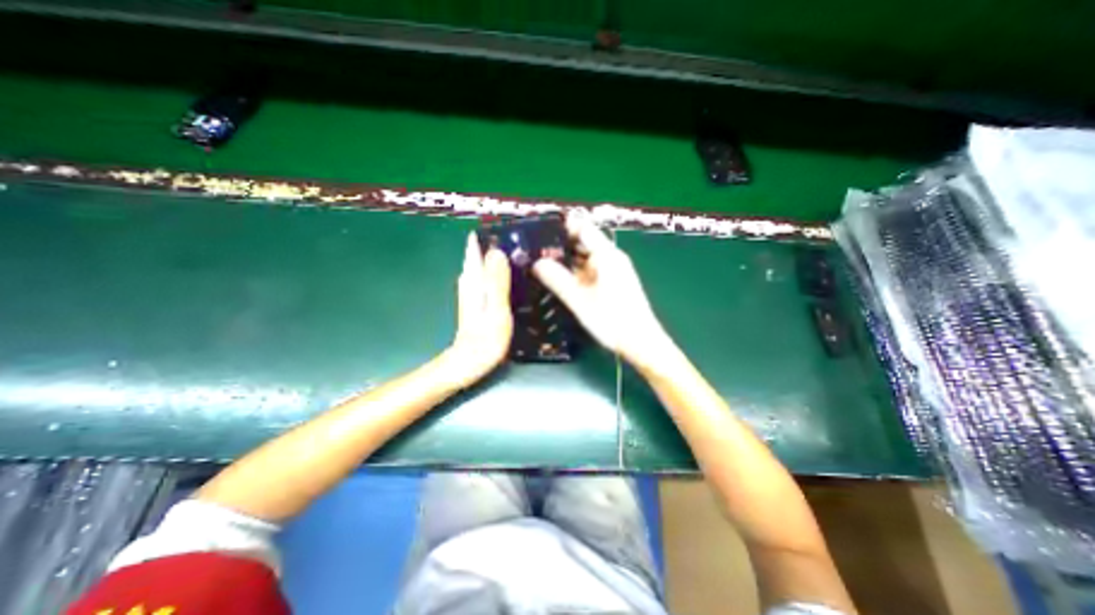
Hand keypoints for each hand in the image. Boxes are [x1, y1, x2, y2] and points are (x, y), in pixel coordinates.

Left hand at [443, 234, 516, 386]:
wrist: (470, 362)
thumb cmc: (485, 338)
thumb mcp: (496, 309)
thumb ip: (497, 280)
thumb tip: (497, 250)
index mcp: (474, 279)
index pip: (476, 247)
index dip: (488, 233)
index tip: (506, 223)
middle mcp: (470, 281)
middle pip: (481, 253)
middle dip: (497, 242)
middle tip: (521, 236)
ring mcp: (473, 291)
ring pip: (484, 264)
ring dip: (498, 255)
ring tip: (520, 249)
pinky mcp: (478, 300)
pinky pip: (488, 276)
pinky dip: (498, 270)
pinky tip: (512, 273)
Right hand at [533, 214, 677, 372]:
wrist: (641, 343)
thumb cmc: (612, 320)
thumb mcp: (579, 301)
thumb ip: (557, 280)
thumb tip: (536, 263)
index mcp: (607, 255)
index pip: (584, 228)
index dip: (563, 227)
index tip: (541, 231)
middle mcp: (612, 258)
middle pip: (585, 242)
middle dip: (562, 245)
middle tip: (536, 251)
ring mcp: (615, 270)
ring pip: (588, 257)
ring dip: (568, 259)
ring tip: (544, 264)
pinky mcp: (615, 282)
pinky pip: (593, 269)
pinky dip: (577, 271)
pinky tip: (564, 280)